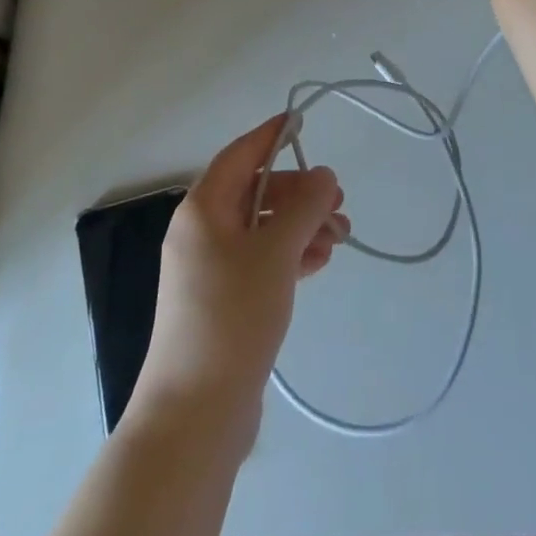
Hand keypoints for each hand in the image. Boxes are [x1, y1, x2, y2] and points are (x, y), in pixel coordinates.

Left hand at [130, 116, 349, 447]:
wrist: (195, 414)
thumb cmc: (232, 316)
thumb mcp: (275, 253)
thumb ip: (304, 207)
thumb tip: (323, 174)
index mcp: (203, 209)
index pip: (240, 155)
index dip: (272, 136)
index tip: (302, 122)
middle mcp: (201, 232)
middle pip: (255, 193)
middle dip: (299, 193)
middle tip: (339, 201)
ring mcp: (209, 269)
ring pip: (261, 229)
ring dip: (300, 226)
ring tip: (340, 238)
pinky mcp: (221, 301)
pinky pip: (259, 261)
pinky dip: (288, 255)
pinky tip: (319, 261)